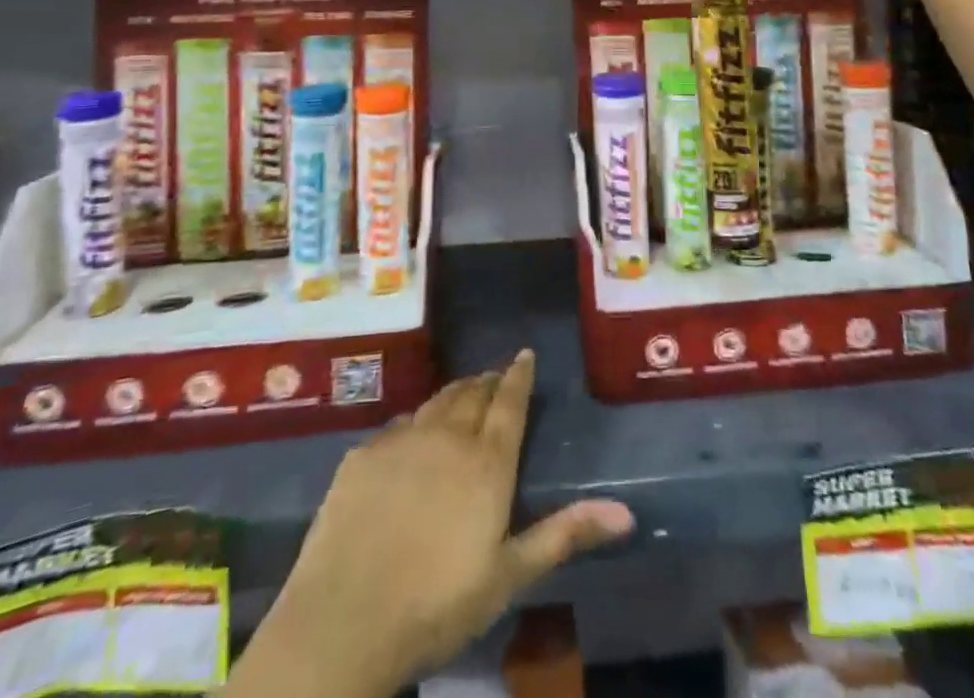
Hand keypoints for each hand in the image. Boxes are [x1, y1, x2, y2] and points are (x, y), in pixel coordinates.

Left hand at [235, 352, 633, 697]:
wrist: (345, 619)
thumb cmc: (438, 604)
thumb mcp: (509, 575)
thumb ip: (565, 534)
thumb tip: (627, 512)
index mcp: (486, 461)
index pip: (509, 402)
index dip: (518, 375)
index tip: (525, 353)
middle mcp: (447, 436)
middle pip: (472, 393)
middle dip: (487, 381)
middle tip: (495, 377)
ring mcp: (401, 439)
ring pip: (435, 401)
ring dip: (454, 394)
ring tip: (462, 394)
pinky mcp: (363, 453)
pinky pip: (398, 425)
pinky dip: (415, 422)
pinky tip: (412, 435)